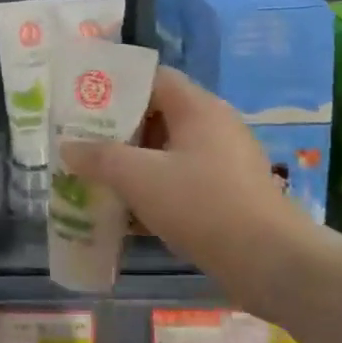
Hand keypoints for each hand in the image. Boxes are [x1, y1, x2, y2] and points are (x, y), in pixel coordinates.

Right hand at [59, 67, 309, 285]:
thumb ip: (100, 158)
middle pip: (157, 116)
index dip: (116, 86)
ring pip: (168, 153)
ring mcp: (224, 163)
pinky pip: (182, 182)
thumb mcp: (140, 178)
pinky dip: (154, 191)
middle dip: (118, 131)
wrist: (272, 264)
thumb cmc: (203, 205)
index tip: (83, 102)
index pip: (153, 78)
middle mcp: (214, 127)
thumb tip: (68, 147)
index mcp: (198, 108)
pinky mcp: (229, 196)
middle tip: (82, 142)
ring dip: (134, 165)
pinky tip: (126, 215)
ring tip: (96, 177)